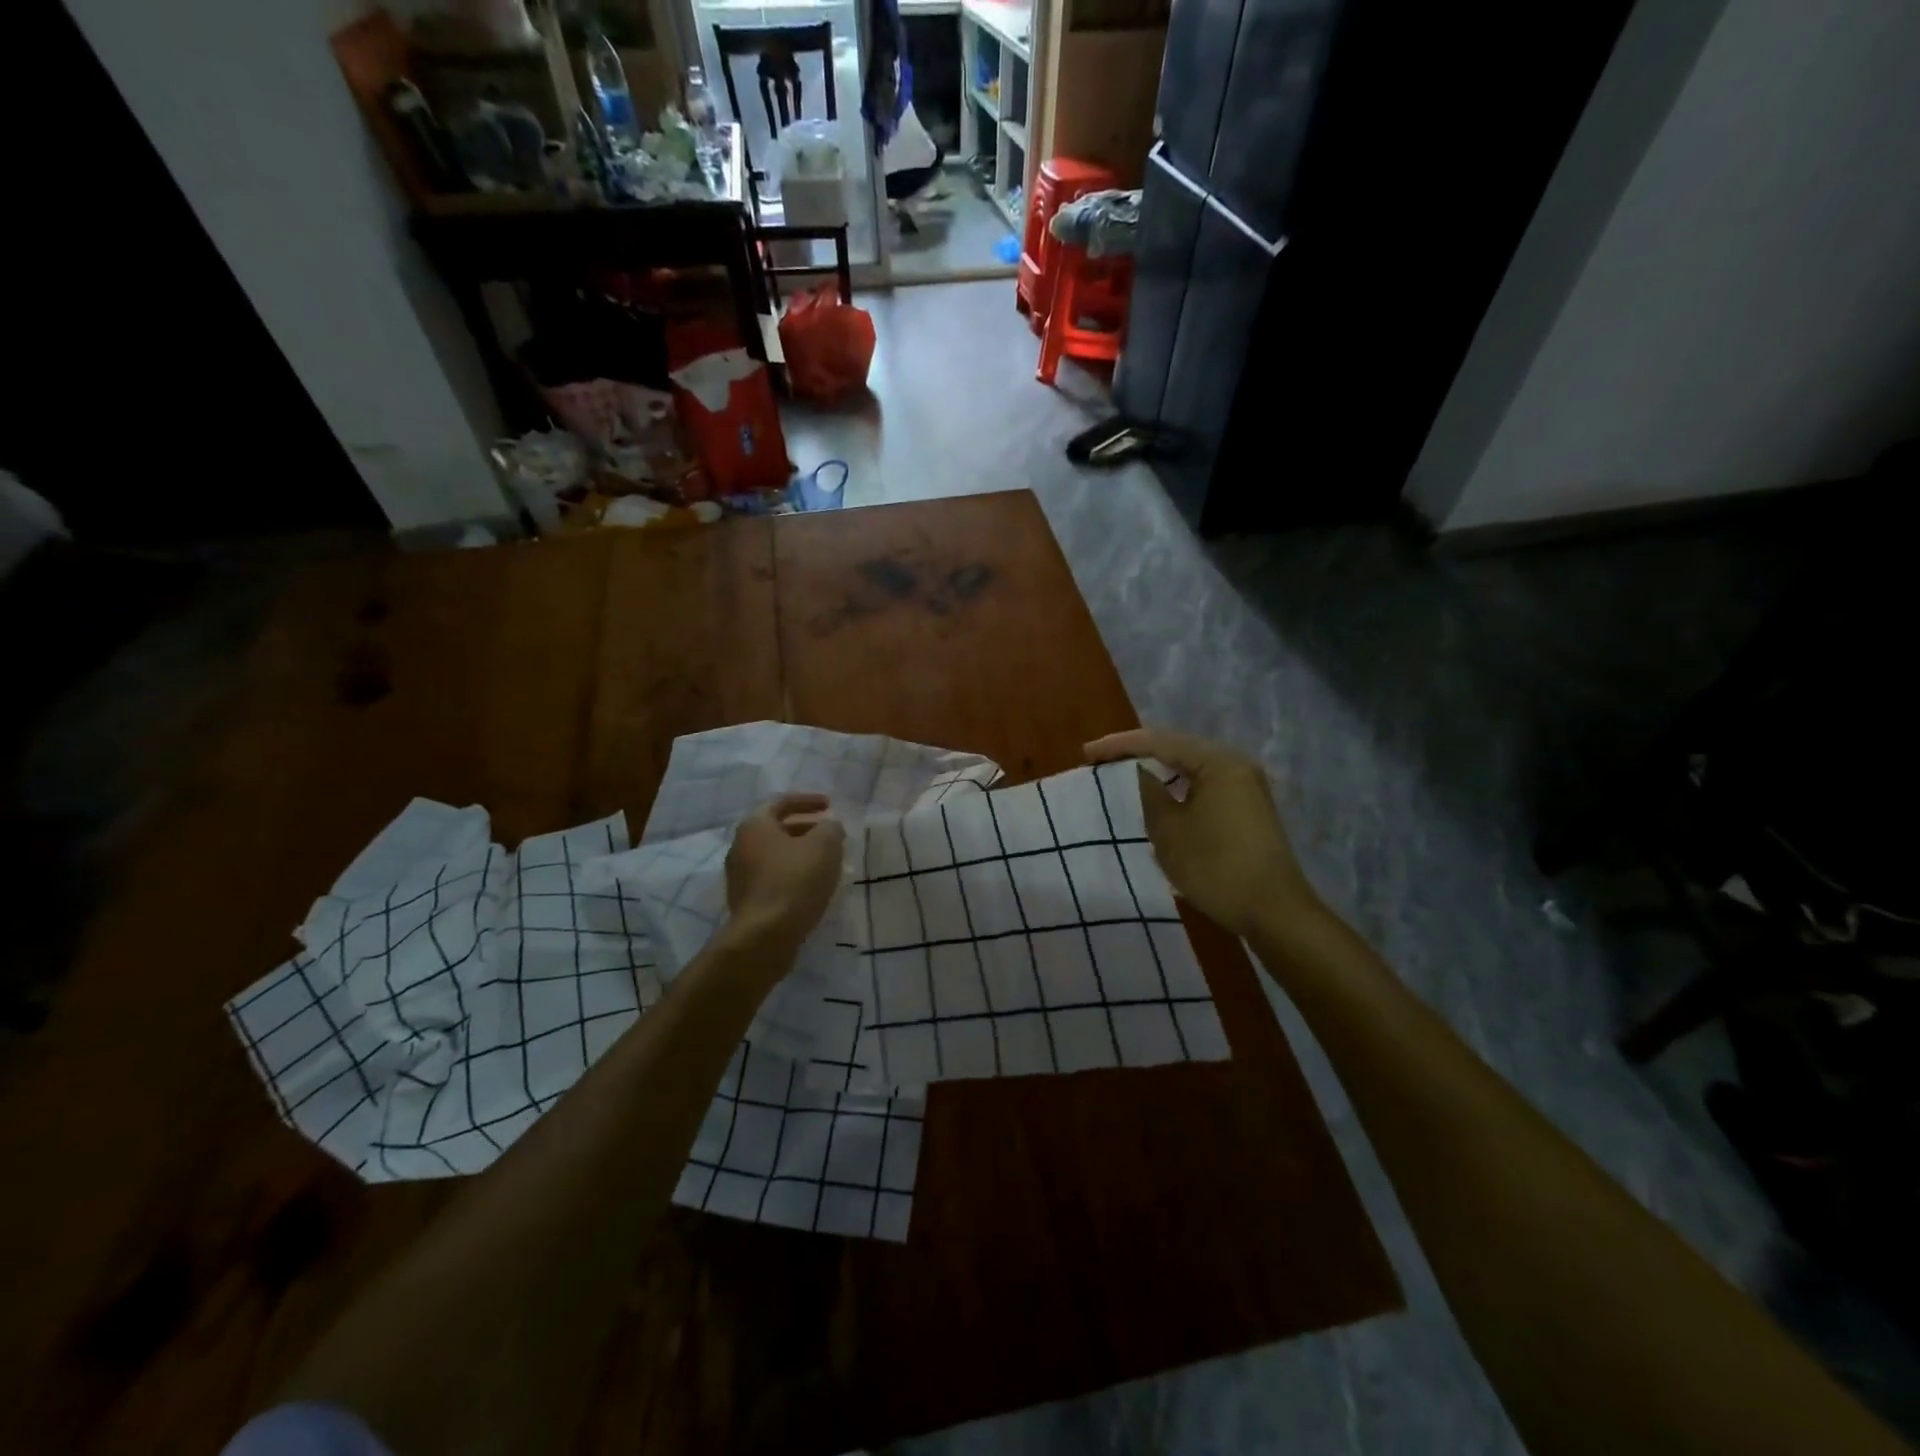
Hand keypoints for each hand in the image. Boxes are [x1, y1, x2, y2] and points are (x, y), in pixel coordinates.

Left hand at [724, 793, 846, 953]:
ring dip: (801, 854)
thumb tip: (829, 827)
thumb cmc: (794, 881)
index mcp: (755, 825)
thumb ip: (830, 828)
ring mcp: (740, 876)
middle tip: (831, 835)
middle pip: (777, 829)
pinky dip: (793, 875)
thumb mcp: (824, 845)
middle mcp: (741, 846)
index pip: (781, 802)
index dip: (808, 800)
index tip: (830, 805)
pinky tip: (813, 886)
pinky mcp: (746, 901)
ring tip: (827, 862)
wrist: (764, 937)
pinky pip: (773, 878)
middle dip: (806, 829)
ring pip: (776, 856)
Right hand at [1085, 728, 1321, 937]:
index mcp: (1218, 763)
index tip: (1086, 754)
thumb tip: (1136, 772)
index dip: (1119, 746)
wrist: (1274, 912)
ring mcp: (1245, 787)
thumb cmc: (1217, 867)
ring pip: (1191, 768)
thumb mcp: (1169, 830)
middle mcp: (1236, 765)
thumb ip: (1148, 792)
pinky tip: (1157, 797)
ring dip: (1157, 771)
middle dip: (1137, 754)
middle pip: (1177, 749)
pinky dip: (1176, 788)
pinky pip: (1203, 786)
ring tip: (1121, 775)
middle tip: (1100, 761)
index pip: (1159, 742)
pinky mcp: (1247, 809)